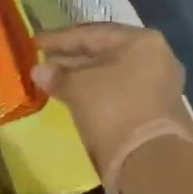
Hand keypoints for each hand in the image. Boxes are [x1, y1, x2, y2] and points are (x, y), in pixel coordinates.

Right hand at [33, 23, 192, 189]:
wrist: (149, 160)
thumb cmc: (113, 110)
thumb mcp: (79, 87)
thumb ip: (57, 75)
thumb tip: (39, 70)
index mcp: (142, 41)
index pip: (93, 32)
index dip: (60, 38)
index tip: (34, 43)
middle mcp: (155, 57)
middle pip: (105, 51)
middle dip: (72, 57)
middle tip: (43, 61)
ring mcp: (158, 84)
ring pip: (111, 73)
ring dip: (82, 76)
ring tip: (54, 80)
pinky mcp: (154, 110)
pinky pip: (118, 92)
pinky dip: (95, 92)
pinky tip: (74, 97)